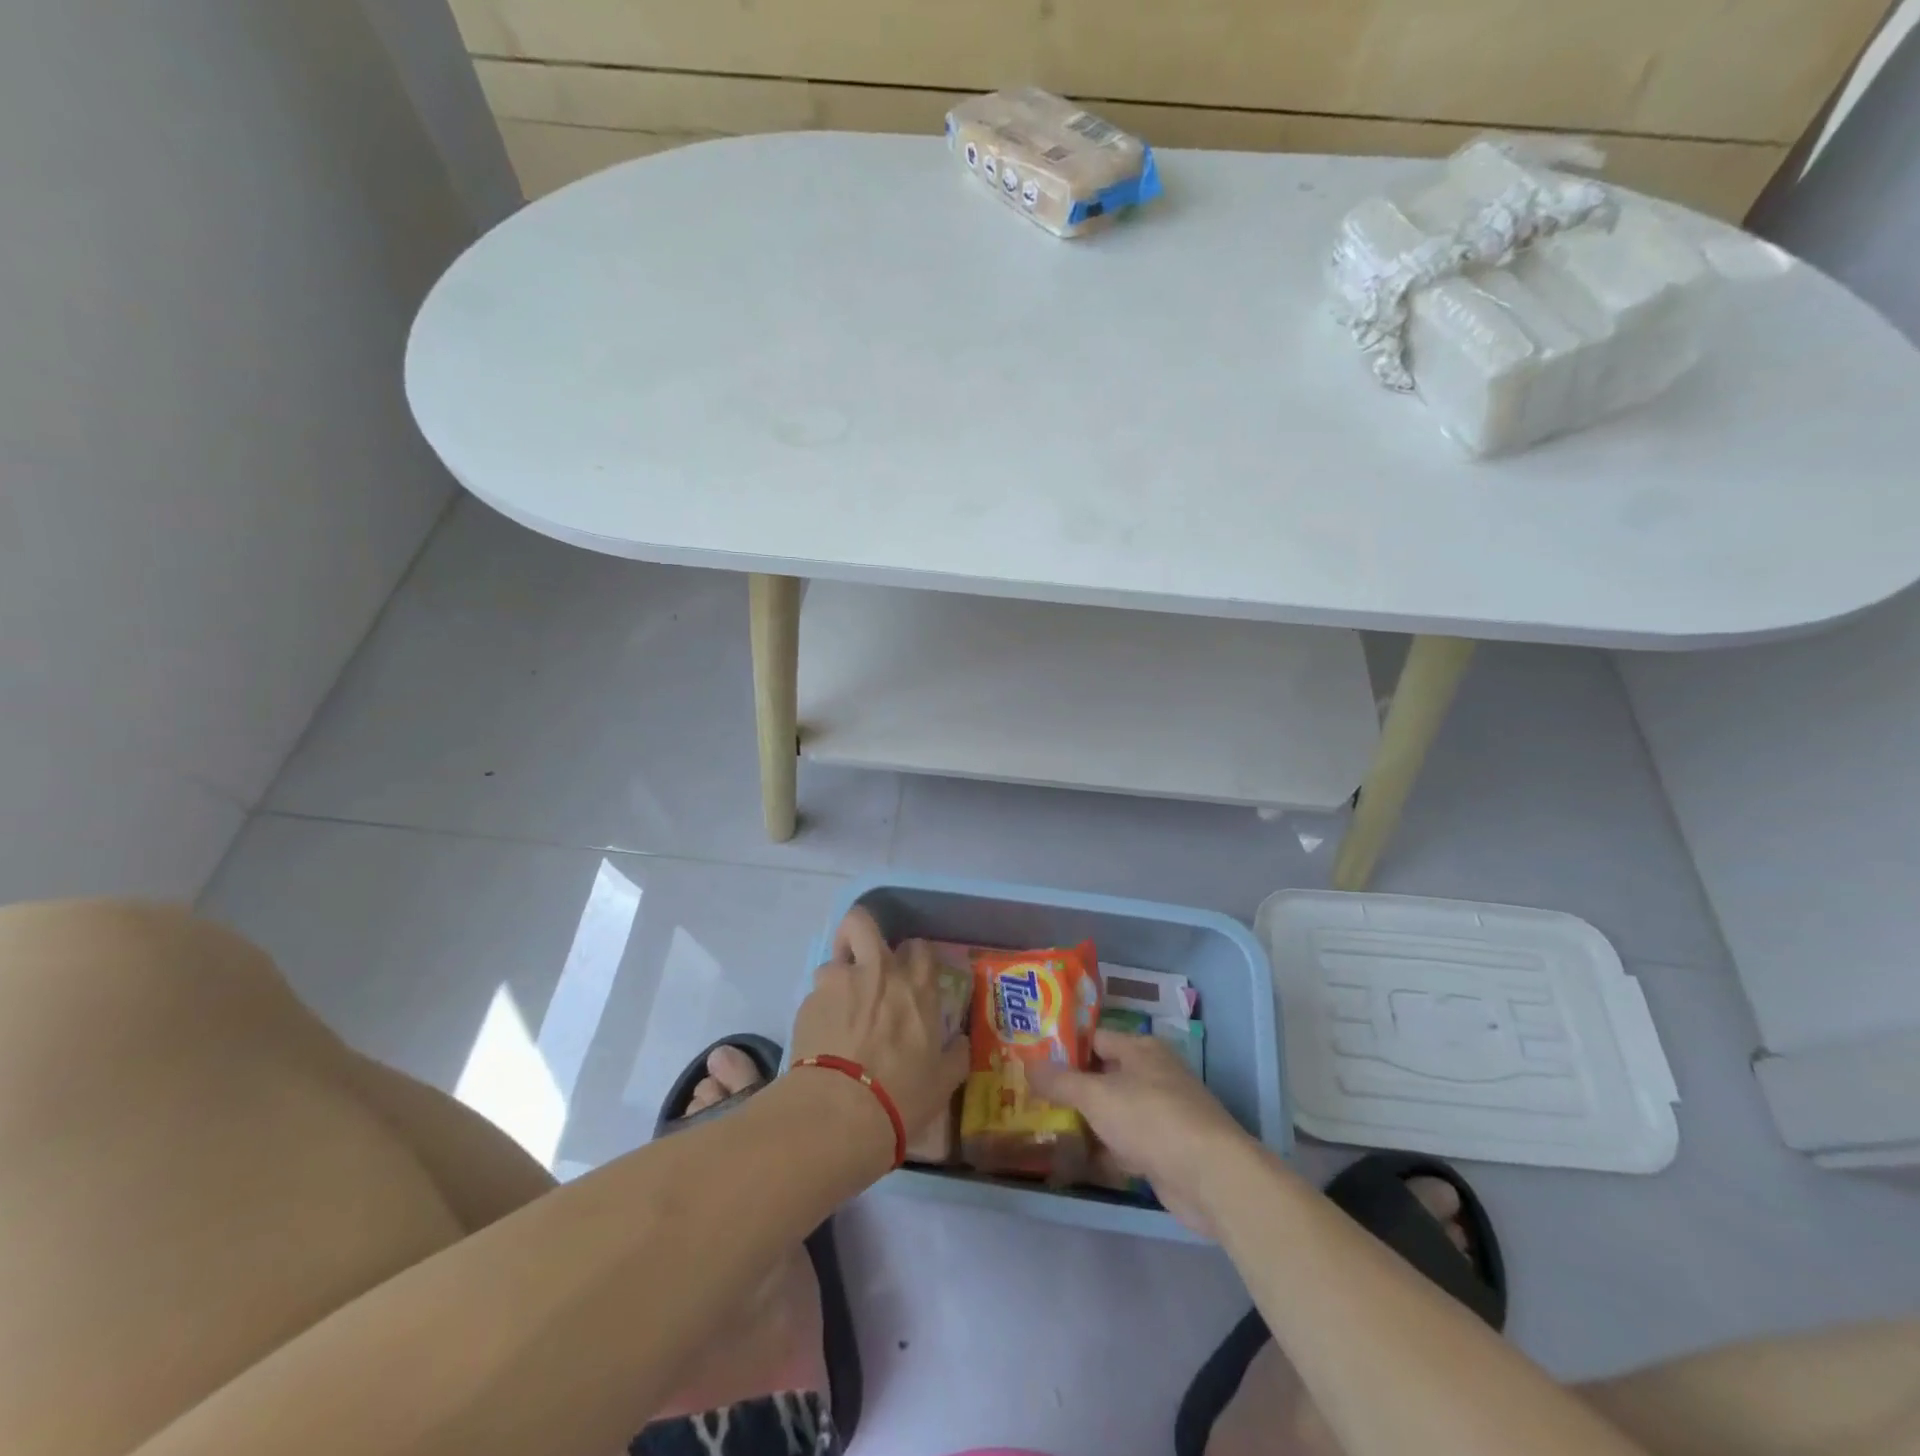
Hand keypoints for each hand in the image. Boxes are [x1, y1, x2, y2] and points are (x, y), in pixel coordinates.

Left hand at [789, 908, 969, 1161]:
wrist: (839, 1113)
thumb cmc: (901, 1095)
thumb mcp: (942, 1082)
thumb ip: (955, 1054)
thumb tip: (960, 1042)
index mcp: (915, 986)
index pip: (918, 946)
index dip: (913, 956)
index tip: (911, 975)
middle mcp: (876, 972)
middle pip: (863, 921)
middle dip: (860, 931)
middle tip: (862, 959)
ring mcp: (837, 983)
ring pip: (834, 961)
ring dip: (838, 980)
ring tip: (839, 1013)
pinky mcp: (807, 1003)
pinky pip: (816, 996)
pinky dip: (821, 1011)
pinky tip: (822, 1039)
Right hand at [1029, 1030, 1256, 1236]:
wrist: (1210, 1176)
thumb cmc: (1151, 1118)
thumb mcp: (1097, 1094)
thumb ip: (1060, 1081)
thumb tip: (1028, 1064)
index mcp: (1141, 1049)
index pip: (1095, 1038)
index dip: (1065, 1047)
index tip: (1032, 1058)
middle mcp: (1152, 1075)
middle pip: (1103, 1077)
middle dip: (1070, 1089)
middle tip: (1031, 1096)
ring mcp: (1160, 1115)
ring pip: (1112, 1113)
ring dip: (1085, 1123)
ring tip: (1044, 1128)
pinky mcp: (1164, 1152)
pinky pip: (1124, 1146)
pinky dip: (1103, 1153)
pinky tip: (1074, 1162)